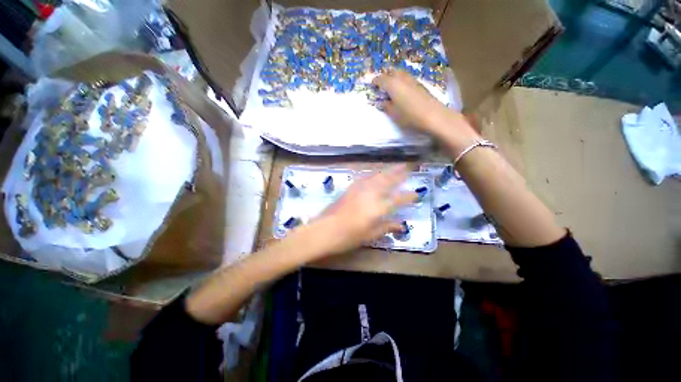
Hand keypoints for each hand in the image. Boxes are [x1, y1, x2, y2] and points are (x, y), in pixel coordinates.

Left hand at [300, 165, 416, 258]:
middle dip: (400, 173)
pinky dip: (374, 174)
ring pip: (377, 176)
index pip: (398, 199)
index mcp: (378, 207)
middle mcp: (371, 194)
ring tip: (397, 166)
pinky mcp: (351, 188)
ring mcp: (360, 189)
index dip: (409, 196)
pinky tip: (376, 173)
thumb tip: (401, 225)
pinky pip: (365, 177)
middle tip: (409, 167)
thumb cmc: (348, 236)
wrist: (324, 230)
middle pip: (389, 181)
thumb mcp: (370, 235)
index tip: (417, 194)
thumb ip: (386, 227)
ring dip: (388, 171)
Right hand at [373, 70, 480, 153]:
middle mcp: (402, 78)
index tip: (372, 87)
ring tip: (392, 90)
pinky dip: (402, 82)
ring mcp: (413, 80)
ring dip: (394, 79)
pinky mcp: (420, 84)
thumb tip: (382, 102)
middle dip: (385, 77)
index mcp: (392, 84)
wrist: (433, 116)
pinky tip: (403, 93)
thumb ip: (385, 106)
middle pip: (391, 72)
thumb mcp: (393, 114)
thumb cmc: (409, 116)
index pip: (380, 79)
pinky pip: (407, 79)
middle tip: (382, 87)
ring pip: (401, 74)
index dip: (375, 82)